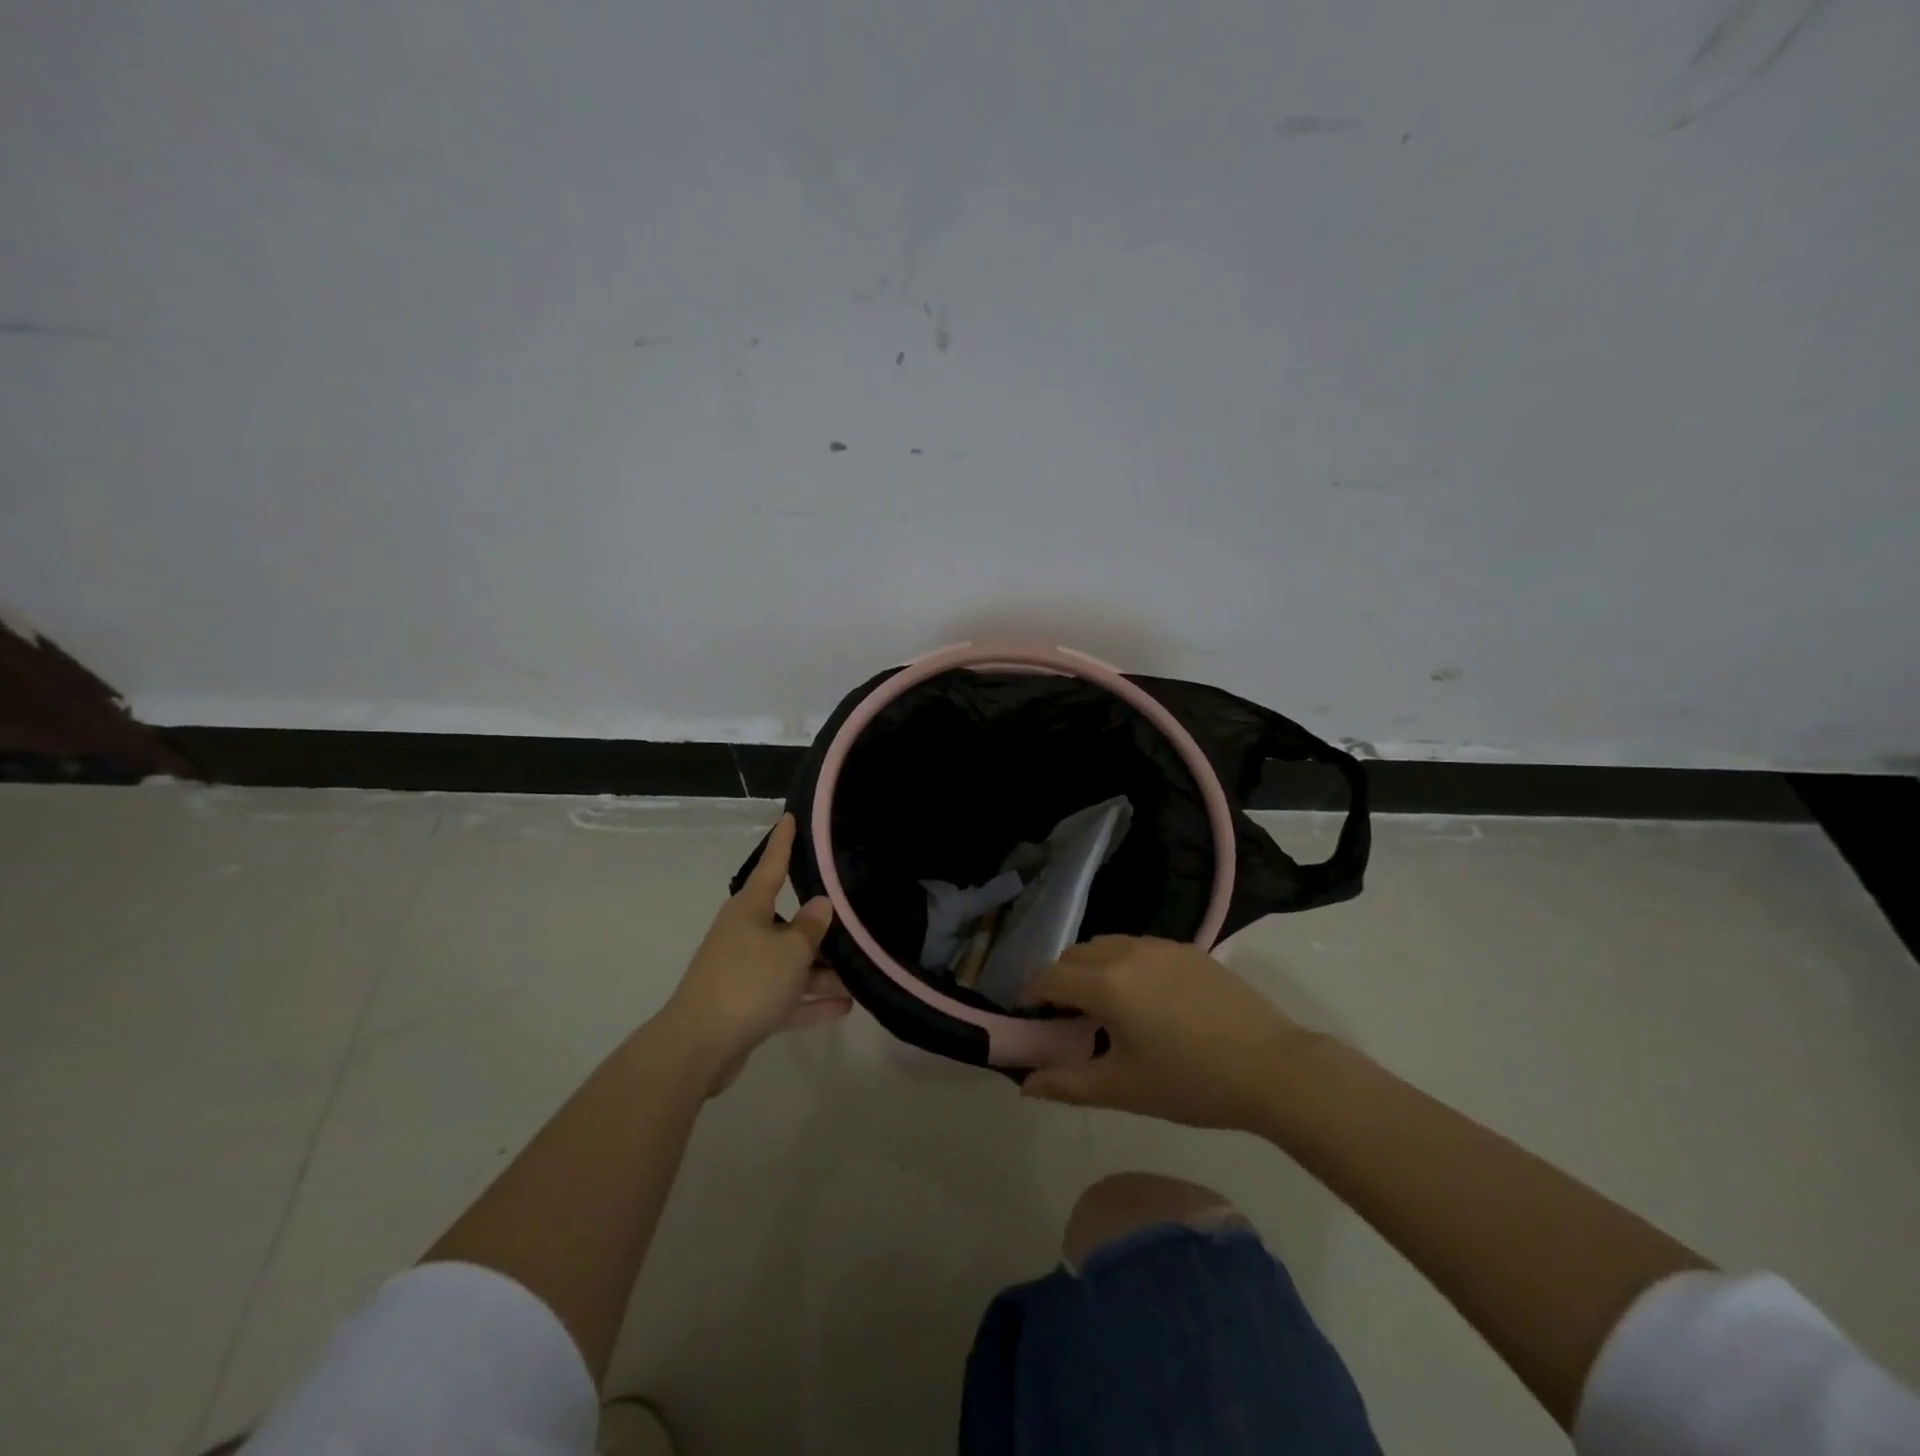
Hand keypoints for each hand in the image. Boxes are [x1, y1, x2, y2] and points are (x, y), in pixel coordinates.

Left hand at [658, 814, 850, 1093]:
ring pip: (789, 964)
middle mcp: (744, 935)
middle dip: (820, 931)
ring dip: (821, 973)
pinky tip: (843, 1007)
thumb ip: (811, 927)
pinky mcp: (745, 1007)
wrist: (699, 1047)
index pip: (771, 866)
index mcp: (749, 910)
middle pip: (788, 924)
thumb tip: (821, 904)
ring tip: (858, 979)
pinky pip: (785, 997)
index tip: (790, 818)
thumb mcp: (790, 951)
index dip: (783, 843)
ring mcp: (744, 972)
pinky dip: (810, 1002)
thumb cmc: (747, 982)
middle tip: (854, 924)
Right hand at [1018, 936, 1314, 1130]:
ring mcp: (1160, 946)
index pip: (1049, 977)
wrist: (1272, 1068)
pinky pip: (1138, 946)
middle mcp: (1127, 952)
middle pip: (1074, 955)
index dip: (1031, 996)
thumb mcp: (1123, 1089)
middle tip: (1067, 1019)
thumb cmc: (1191, 1083)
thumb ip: (1067, 1085)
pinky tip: (1145, 998)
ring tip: (1105, 1006)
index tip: (1029, 1019)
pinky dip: (1123, 963)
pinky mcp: (1187, 949)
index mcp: (1106, 984)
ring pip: (1106, 944)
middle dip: (1060, 981)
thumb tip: (1027, 1085)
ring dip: (1091, 967)